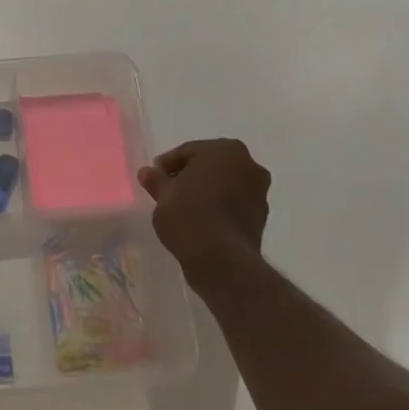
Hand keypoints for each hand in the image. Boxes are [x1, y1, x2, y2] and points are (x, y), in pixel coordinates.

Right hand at [140, 139, 270, 282]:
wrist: (221, 259)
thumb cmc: (189, 214)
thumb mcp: (163, 194)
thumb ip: (156, 180)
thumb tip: (147, 172)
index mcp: (225, 150)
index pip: (189, 151)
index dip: (168, 164)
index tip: (155, 176)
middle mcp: (248, 165)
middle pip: (211, 165)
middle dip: (190, 175)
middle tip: (169, 189)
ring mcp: (259, 192)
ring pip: (225, 184)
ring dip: (207, 190)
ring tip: (184, 206)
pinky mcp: (261, 217)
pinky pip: (234, 203)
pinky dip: (219, 206)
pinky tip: (201, 219)